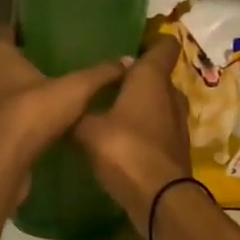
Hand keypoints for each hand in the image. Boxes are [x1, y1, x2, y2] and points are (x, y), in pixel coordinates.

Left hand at [0, 27, 130, 193]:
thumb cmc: (30, 113)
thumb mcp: (75, 90)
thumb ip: (100, 74)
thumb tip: (128, 60)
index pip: (2, 31)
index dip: (19, 30)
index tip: (39, 33)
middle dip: (19, 65)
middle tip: (48, 65)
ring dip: (15, 96)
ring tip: (46, 98)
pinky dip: (13, 122)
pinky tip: (37, 128)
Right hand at [74, 37, 192, 221]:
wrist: (159, 198)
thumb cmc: (124, 150)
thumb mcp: (87, 129)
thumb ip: (76, 113)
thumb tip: (62, 104)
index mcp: (151, 79)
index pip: (163, 46)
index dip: (151, 40)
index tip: (130, 41)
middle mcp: (170, 95)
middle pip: (158, 76)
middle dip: (137, 76)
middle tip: (108, 79)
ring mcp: (177, 123)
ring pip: (159, 103)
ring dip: (140, 104)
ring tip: (110, 107)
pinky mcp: (175, 148)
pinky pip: (158, 128)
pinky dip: (143, 128)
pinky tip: (120, 137)